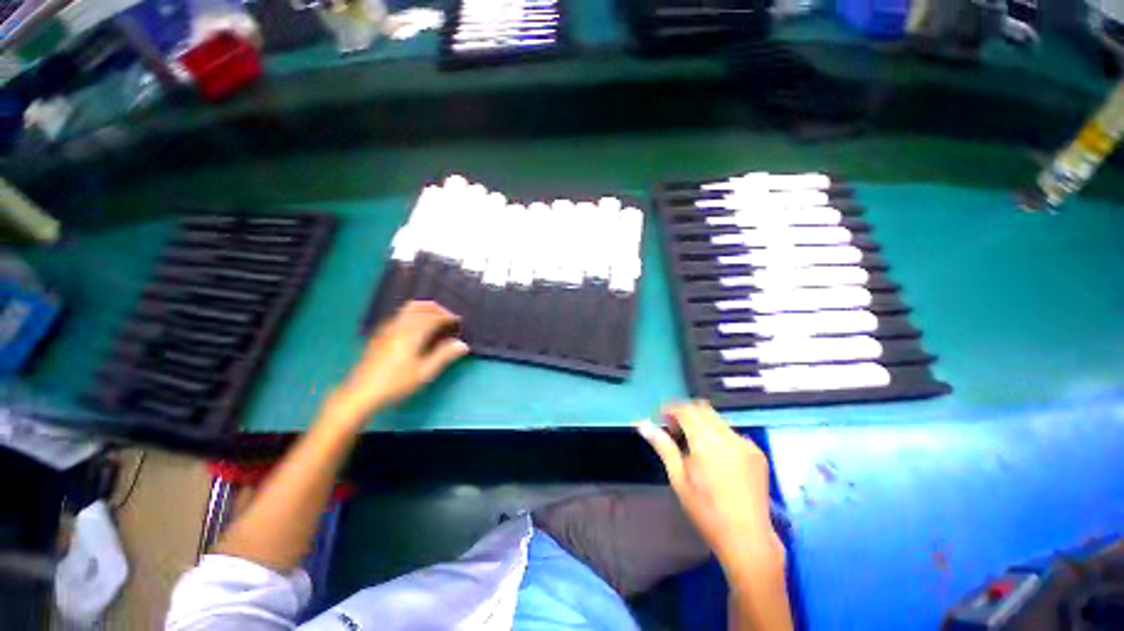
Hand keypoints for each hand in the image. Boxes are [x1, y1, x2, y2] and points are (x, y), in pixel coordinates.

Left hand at [327, 301, 468, 423]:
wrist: (361, 393)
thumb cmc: (396, 383)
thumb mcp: (424, 373)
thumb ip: (444, 355)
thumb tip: (462, 344)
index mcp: (411, 333)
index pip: (434, 317)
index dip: (448, 317)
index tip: (459, 321)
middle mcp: (399, 326)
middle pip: (421, 308)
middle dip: (437, 309)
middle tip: (449, 316)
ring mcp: (387, 329)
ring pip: (409, 309)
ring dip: (425, 309)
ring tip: (435, 317)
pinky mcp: (380, 334)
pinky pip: (400, 315)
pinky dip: (414, 313)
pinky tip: (416, 325)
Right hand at [638, 401, 780, 566]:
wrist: (747, 539)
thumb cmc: (706, 511)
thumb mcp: (678, 478)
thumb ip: (663, 446)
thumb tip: (643, 425)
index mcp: (706, 441)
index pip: (685, 409)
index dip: (670, 409)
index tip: (660, 419)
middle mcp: (728, 436)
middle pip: (702, 408)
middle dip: (685, 413)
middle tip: (674, 430)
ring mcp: (746, 443)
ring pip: (717, 419)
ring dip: (701, 423)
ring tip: (693, 445)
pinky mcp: (757, 452)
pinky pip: (732, 433)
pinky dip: (718, 435)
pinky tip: (715, 457)